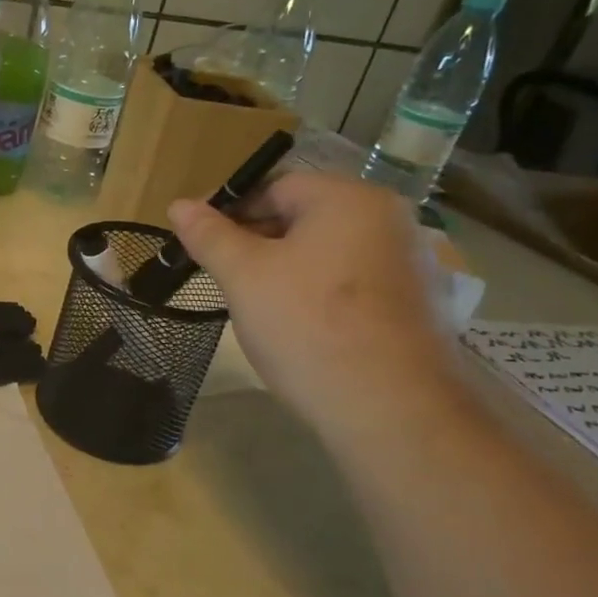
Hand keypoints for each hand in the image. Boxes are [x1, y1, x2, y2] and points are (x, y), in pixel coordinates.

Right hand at [168, 173, 465, 437]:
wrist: (391, 409)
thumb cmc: (308, 325)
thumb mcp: (244, 276)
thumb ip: (210, 235)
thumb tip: (179, 205)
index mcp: (349, 199)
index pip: (275, 187)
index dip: (229, 211)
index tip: (198, 243)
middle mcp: (389, 220)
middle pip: (303, 217)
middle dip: (256, 242)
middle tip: (220, 275)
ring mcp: (410, 264)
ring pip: (326, 252)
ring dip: (284, 269)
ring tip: (254, 303)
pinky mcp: (418, 305)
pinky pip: (351, 283)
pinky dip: (318, 293)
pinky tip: (297, 326)